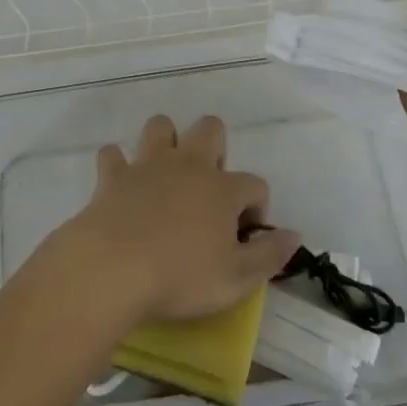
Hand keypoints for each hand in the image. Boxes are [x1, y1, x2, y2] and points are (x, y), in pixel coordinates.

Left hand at [42, 115, 301, 328]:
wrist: (113, 269)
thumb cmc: (181, 276)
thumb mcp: (237, 279)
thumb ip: (270, 255)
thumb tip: (294, 235)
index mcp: (222, 189)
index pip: (255, 184)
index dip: (258, 207)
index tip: (246, 236)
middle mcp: (188, 165)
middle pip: (210, 129)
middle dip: (215, 148)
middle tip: (208, 189)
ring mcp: (147, 165)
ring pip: (160, 126)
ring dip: (165, 142)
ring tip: (166, 174)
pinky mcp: (113, 175)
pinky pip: (113, 154)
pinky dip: (118, 164)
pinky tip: (120, 183)